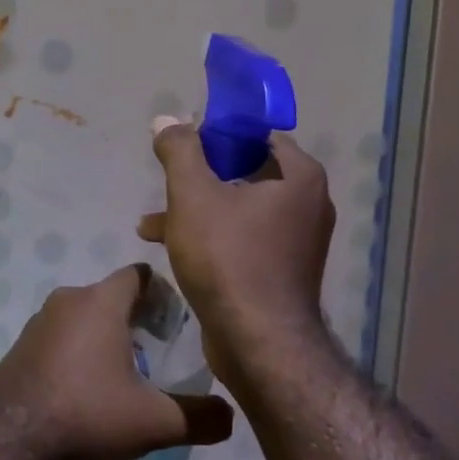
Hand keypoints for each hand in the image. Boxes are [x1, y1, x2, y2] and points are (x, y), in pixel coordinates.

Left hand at [0, 265, 233, 459]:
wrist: (11, 438)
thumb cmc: (88, 414)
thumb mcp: (154, 422)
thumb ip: (199, 417)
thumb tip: (231, 416)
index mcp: (100, 302)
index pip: (138, 275)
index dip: (162, 293)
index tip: (176, 324)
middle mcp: (67, 299)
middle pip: (110, 296)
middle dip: (135, 318)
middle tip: (157, 352)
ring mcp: (38, 321)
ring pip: (83, 316)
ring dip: (104, 336)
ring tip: (123, 374)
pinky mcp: (21, 344)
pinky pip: (59, 336)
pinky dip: (77, 350)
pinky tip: (85, 387)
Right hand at [136, 119, 334, 381]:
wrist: (256, 341)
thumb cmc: (227, 257)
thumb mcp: (192, 195)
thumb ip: (179, 151)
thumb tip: (166, 119)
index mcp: (299, 178)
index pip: (258, 136)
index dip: (218, 134)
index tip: (184, 145)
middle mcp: (307, 205)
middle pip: (245, 173)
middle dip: (199, 178)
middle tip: (166, 183)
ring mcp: (296, 242)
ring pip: (237, 210)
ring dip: (195, 211)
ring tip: (151, 224)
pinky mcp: (280, 272)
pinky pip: (241, 239)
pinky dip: (209, 237)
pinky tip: (169, 249)